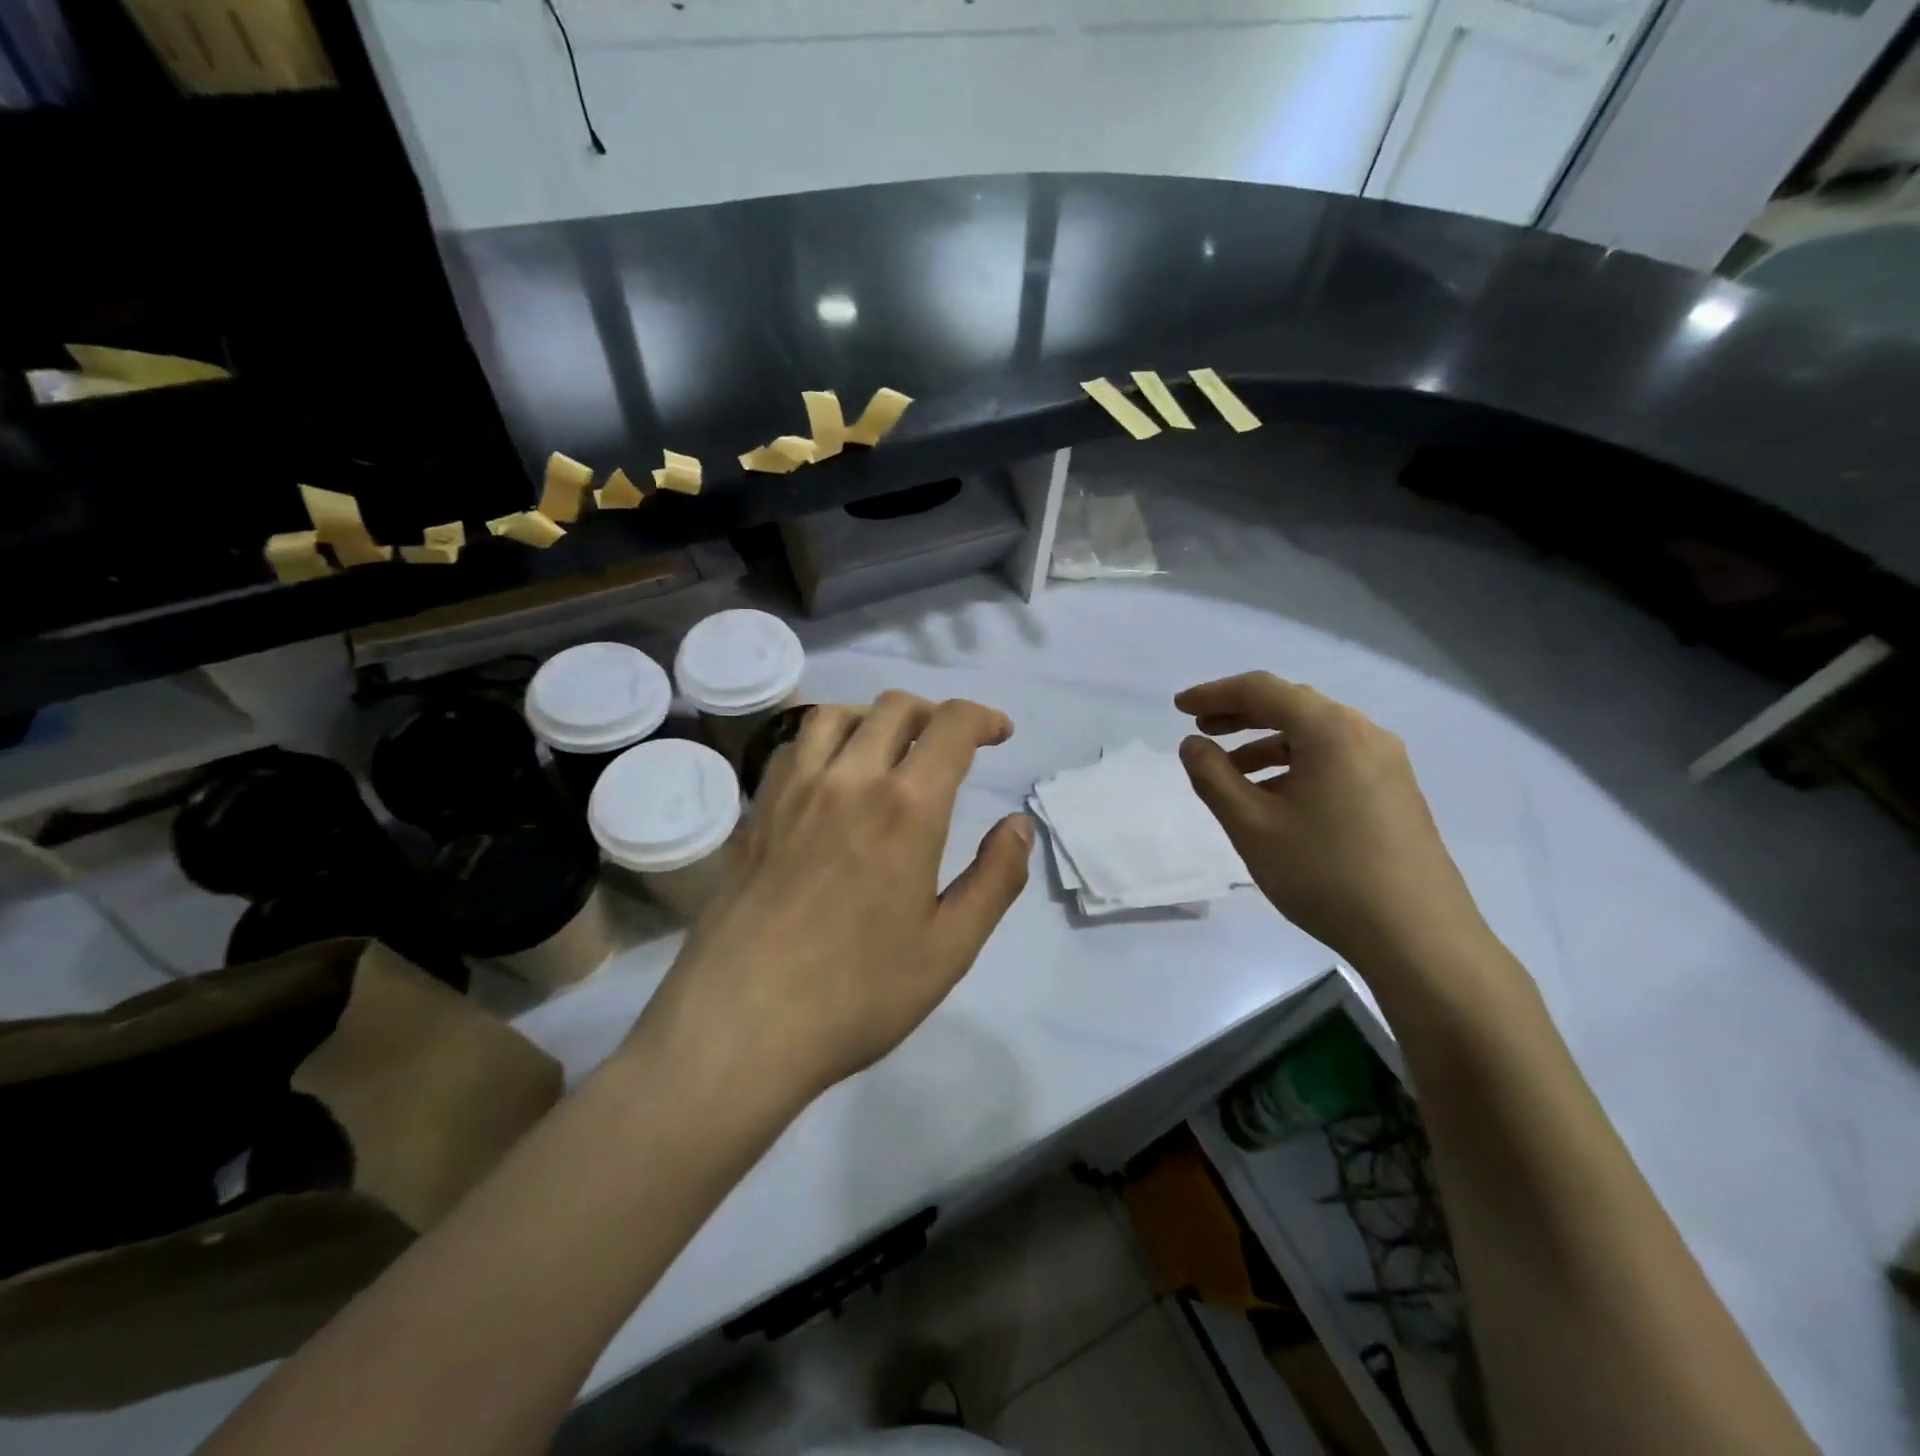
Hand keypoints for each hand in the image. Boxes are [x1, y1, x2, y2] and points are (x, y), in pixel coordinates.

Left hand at [630, 693, 1032, 1107]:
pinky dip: (822, 742)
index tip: (999, 733)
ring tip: (888, 749)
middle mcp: (847, 779)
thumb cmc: (858, 993)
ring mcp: (791, 792)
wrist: (741, 1026)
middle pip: (893, 707)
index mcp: (905, 807)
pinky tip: (829, 779)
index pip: (950, 726)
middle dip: (933, 712)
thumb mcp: (950, 947)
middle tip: (950, 745)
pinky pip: (790, 748)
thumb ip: (995, 878)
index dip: (983, 718)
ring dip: (873, 717)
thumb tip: (1018, 825)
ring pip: (833, 715)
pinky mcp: (755, 814)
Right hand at [1175, 672, 1490, 976]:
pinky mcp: (1396, 792)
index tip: (1179, 708)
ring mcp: (1387, 763)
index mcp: (1330, 730)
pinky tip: (1275, 798)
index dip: (1214, 694)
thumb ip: (1213, 777)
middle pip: (1292, 706)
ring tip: (1230, 772)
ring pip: (1314, 736)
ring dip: (1267, 744)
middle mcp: (1364, 734)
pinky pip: (1335, 760)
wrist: (1418, 938)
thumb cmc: (1324, 874)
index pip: (1262, 690)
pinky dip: (1296, 765)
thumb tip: (1193, 744)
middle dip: (1241, 714)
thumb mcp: (1252, 825)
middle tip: (1200, 731)